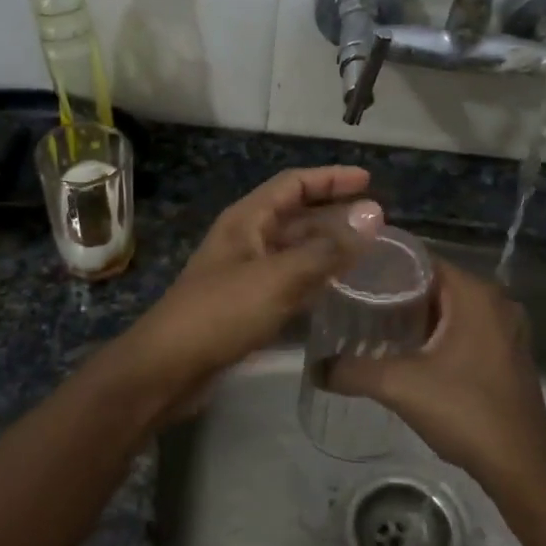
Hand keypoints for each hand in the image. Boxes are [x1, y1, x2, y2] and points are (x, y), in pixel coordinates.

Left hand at [113, 167, 382, 413]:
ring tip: (368, 253)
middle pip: (295, 215)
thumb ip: (327, 249)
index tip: (369, 181)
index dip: (331, 178)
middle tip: (377, 222)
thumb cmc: (221, 313)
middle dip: (334, 214)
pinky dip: (314, 278)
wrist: (169, 367)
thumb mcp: (278, 277)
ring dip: (327, 247)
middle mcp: (245, 239)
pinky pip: (288, 280)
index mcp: (246, 219)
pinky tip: (339, 289)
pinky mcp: (246, 304)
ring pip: (294, 250)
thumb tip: (373, 214)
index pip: (293, 184)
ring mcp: (245, 272)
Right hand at [327, 260, 545, 491]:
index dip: (382, 265)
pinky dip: (435, 334)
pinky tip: (406, 352)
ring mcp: (505, 329)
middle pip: (433, 284)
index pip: (420, 260)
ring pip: (448, 309)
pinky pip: (463, 329)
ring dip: (414, 316)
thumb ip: (352, 370)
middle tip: (352, 302)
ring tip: (370, 325)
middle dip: (393, 293)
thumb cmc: (464, 410)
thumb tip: (315, 368)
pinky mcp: (507, 354)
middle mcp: (495, 302)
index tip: (348, 276)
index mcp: (475, 294)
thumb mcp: (399, 386)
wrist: (520, 466)